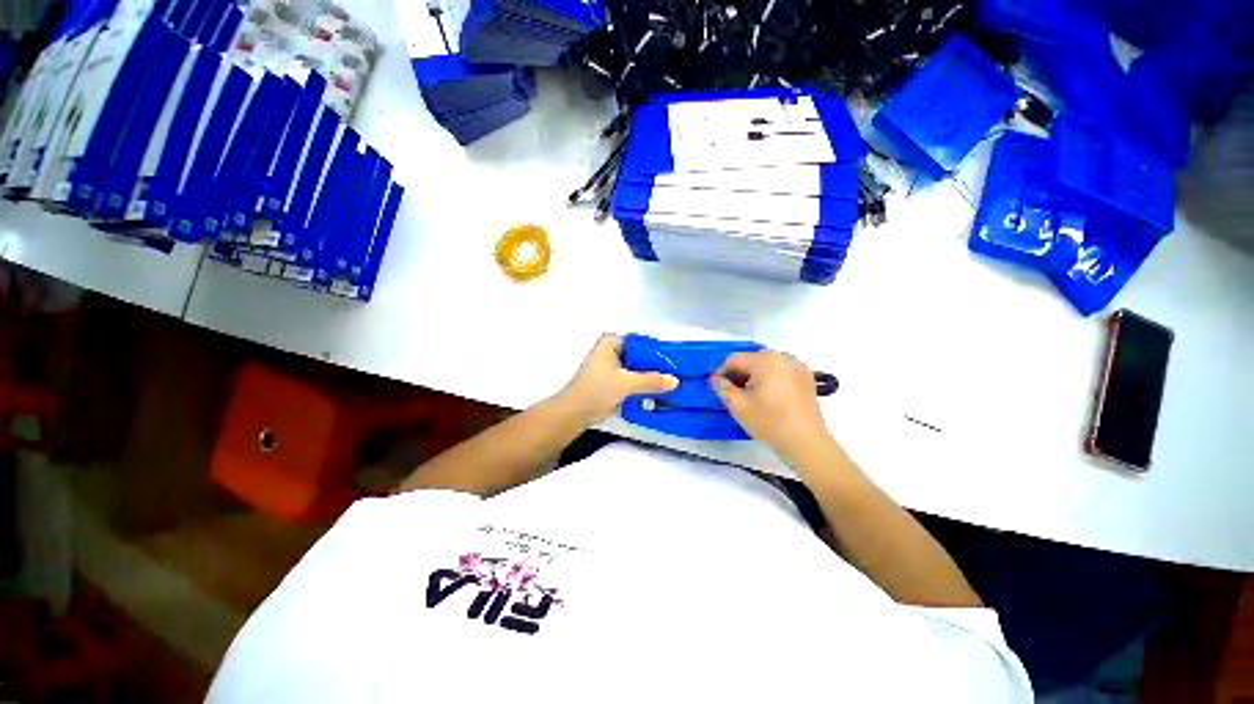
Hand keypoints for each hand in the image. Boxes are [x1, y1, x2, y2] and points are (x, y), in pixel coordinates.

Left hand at [557, 334, 678, 422]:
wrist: (573, 414)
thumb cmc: (595, 391)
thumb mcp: (625, 383)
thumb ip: (651, 381)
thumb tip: (674, 381)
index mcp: (610, 343)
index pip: (638, 340)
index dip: (654, 348)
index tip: (671, 357)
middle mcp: (610, 353)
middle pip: (638, 355)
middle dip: (654, 364)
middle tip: (673, 371)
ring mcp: (610, 369)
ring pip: (635, 369)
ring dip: (649, 376)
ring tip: (668, 382)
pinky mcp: (611, 384)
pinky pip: (632, 381)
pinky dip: (641, 385)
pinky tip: (656, 392)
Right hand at [711, 351, 833, 462]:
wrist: (806, 443)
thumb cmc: (769, 422)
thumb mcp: (738, 406)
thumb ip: (722, 388)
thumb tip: (715, 379)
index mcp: (766, 360)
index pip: (735, 359)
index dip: (721, 372)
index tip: (716, 387)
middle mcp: (783, 357)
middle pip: (752, 360)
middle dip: (738, 374)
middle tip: (731, 392)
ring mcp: (798, 367)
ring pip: (766, 365)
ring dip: (754, 376)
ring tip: (748, 395)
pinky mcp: (806, 378)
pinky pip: (781, 371)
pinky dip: (770, 379)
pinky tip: (767, 396)